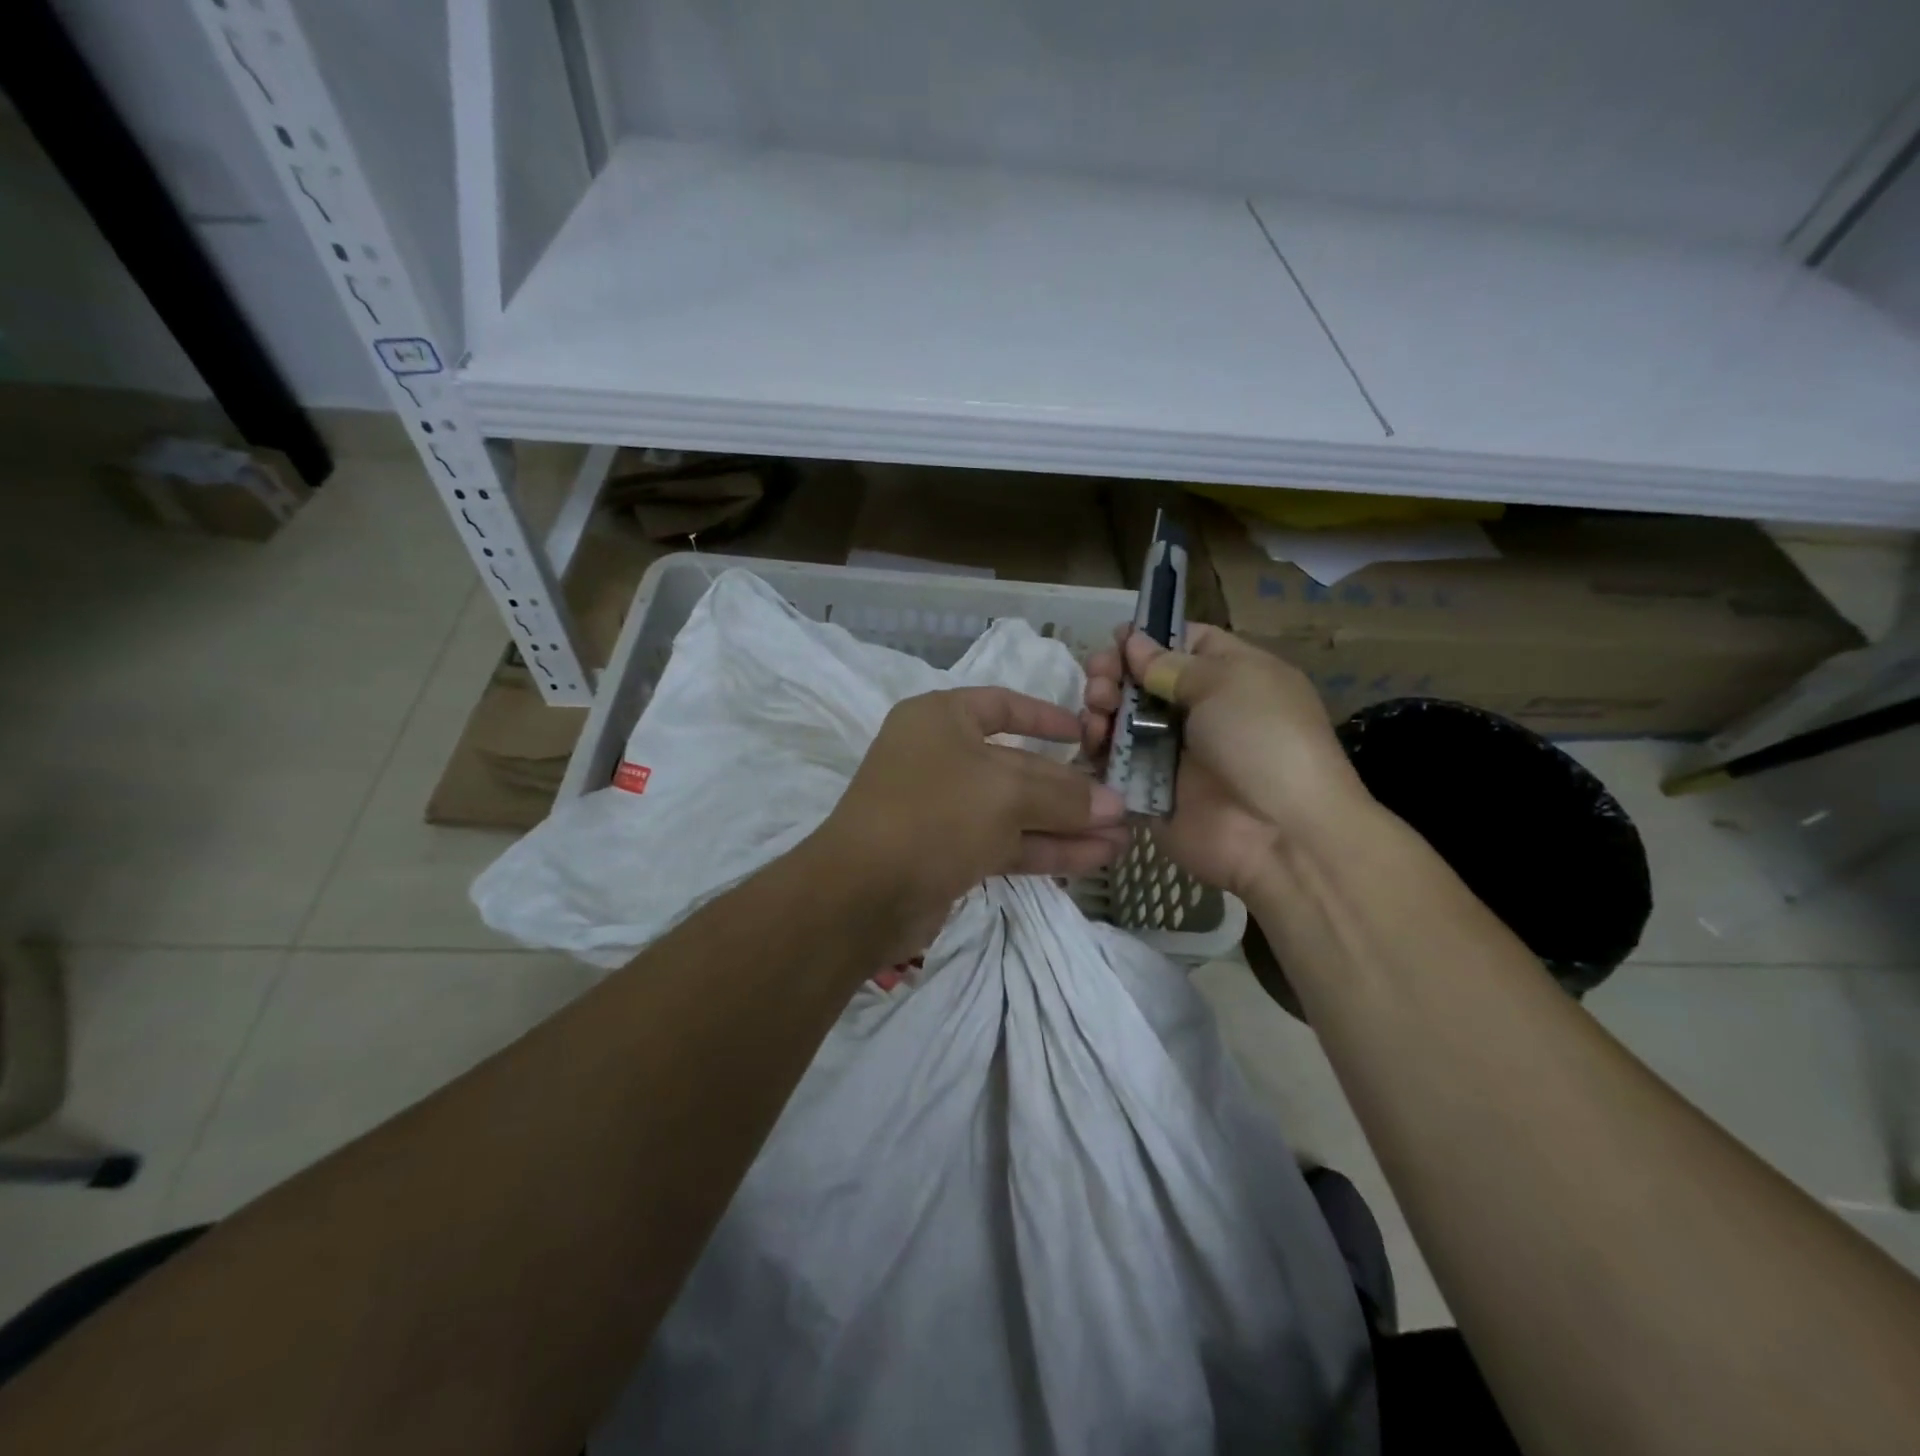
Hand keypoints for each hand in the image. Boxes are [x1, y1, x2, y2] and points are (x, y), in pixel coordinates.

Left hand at [810, 688, 1129, 958]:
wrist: (862, 894)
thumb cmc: (933, 814)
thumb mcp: (1005, 794)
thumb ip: (1063, 796)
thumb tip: (1114, 804)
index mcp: (941, 719)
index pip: (1001, 706)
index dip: (1045, 716)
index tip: (1086, 733)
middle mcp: (941, 757)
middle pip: (1017, 765)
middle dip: (1069, 787)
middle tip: (1122, 803)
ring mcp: (943, 808)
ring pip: (1015, 810)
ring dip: (1066, 824)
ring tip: (1122, 837)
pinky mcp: (949, 853)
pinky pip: (1006, 843)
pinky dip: (1047, 849)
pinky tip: (1096, 858)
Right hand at [1083, 625, 1369, 896]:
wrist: (1278, 833)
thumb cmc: (1263, 740)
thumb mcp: (1228, 682)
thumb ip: (1172, 663)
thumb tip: (1133, 642)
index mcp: (1230, 677)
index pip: (1183, 644)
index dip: (1149, 639)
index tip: (1116, 640)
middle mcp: (1198, 712)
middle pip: (1142, 681)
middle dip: (1114, 672)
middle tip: (1100, 679)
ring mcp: (1170, 753)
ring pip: (1121, 720)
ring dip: (1101, 707)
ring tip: (1097, 710)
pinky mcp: (1147, 790)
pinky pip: (1113, 762)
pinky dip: (1096, 748)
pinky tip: (1091, 740)